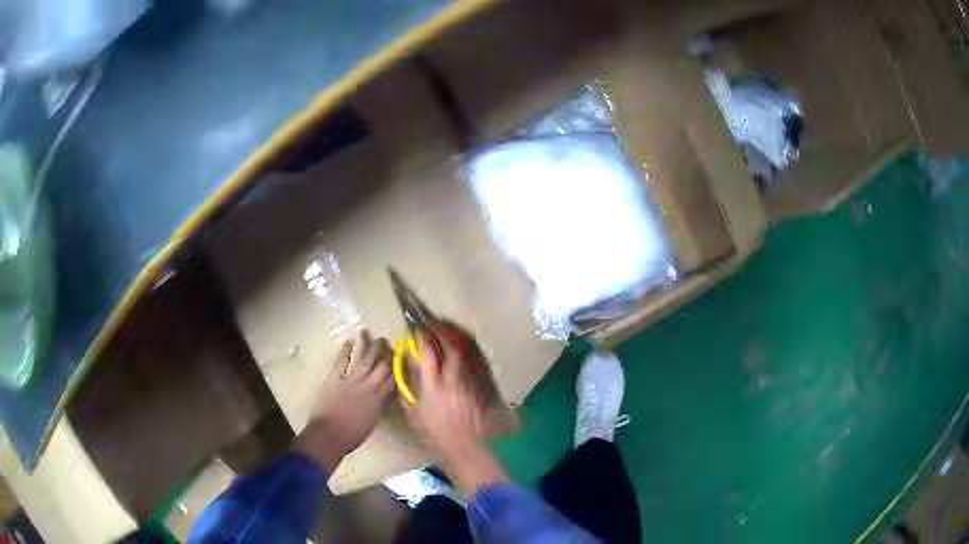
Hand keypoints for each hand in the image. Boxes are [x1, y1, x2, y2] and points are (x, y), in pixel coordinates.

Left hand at [296, 329, 394, 472]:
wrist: (328, 435)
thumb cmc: (351, 436)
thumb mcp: (371, 422)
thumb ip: (377, 406)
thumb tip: (380, 396)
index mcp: (377, 400)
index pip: (391, 380)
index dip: (396, 368)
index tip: (399, 358)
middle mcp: (367, 387)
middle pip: (381, 366)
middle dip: (385, 353)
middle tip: (387, 342)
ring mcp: (350, 381)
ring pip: (363, 359)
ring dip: (368, 346)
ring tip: (370, 333)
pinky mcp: (334, 379)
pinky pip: (342, 361)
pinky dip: (346, 350)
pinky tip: (349, 341)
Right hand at [404, 330, 507, 495]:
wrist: (463, 446)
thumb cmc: (434, 433)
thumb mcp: (414, 413)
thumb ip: (407, 389)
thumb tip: (404, 369)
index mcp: (433, 386)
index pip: (428, 353)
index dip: (421, 338)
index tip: (415, 329)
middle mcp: (452, 380)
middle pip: (450, 347)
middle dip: (441, 332)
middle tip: (431, 323)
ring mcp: (467, 382)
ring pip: (463, 353)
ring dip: (453, 339)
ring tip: (444, 331)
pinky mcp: (478, 387)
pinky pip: (471, 363)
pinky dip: (463, 352)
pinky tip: (457, 349)